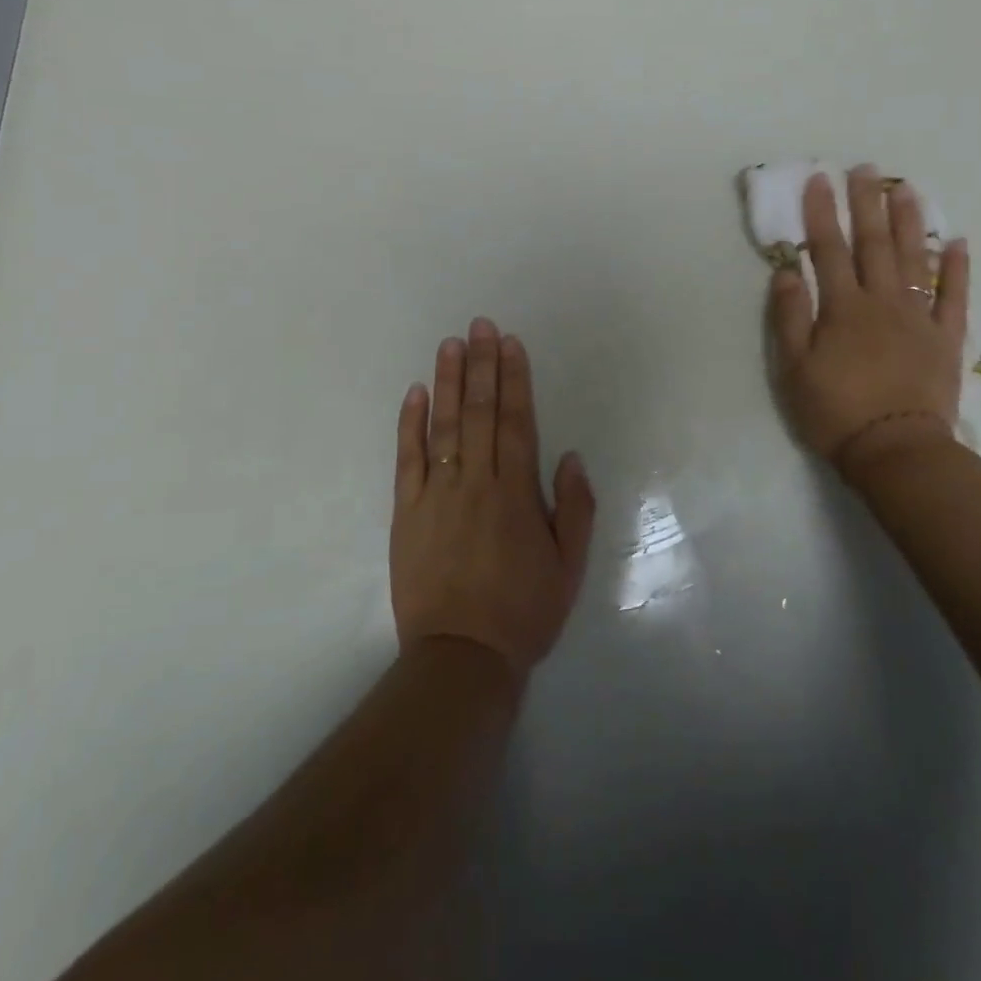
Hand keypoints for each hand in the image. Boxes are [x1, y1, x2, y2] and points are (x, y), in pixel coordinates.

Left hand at [390, 319, 595, 679]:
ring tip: (451, 344)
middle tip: (480, 325)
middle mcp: (476, 483)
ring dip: (447, 382)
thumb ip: (575, 507)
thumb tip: (570, 455)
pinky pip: (407, 460)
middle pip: (479, 413)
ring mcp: (436, 495)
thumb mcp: (570, 566)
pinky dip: (410, 424)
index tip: (510, 344)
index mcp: (516, 494)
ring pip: (443, 427)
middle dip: (481, 365)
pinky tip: (415, 393)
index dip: (514, 380)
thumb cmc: (523, 611)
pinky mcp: (405, 512)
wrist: (462, 655)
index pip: (516, 422)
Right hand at [768, 166, 969, 473]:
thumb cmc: (835, 410)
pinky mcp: (946, 339)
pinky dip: (958, 268)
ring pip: (916, 259)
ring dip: (910, 222)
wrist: (896, 450)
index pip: (829, 250)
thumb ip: (790, 316)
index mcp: (843, 307)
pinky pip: (954, 297)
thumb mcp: (794, 368)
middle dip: (867, 204)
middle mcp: (883, 301)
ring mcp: (919, 317)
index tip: (819, 179)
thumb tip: (786, 271)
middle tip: (866, 169)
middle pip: (875, 244)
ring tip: (906, 189)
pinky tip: (959, 242)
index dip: (822, 213)